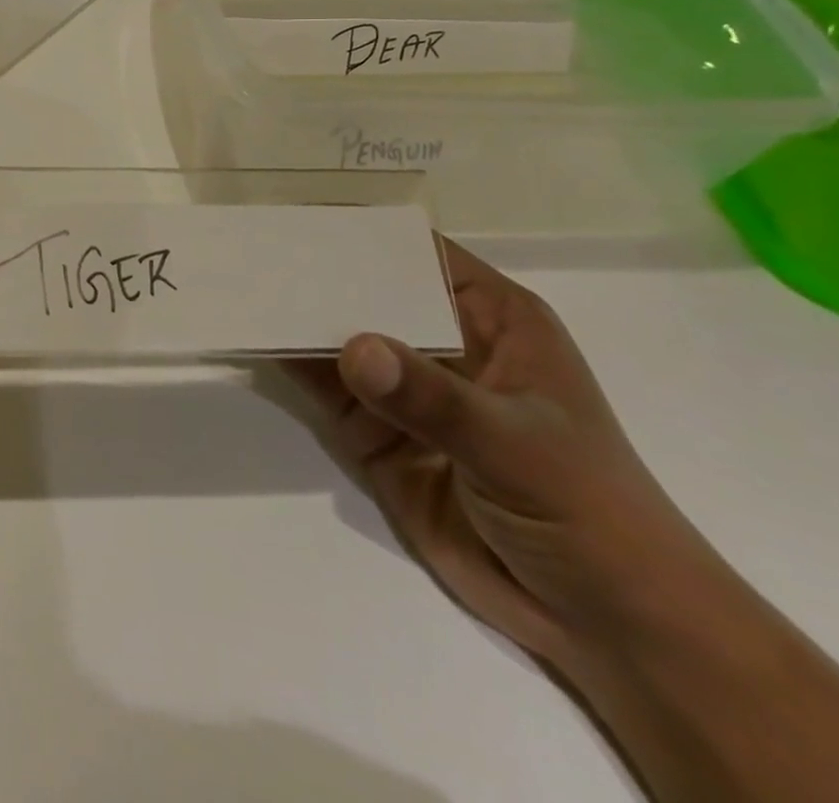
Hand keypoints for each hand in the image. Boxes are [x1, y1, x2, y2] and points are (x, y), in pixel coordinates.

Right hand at [290, 239, 718, 673]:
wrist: (602, 626)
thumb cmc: (590, 514)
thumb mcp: (518, 447)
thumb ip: (433, 399)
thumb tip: (352, 348)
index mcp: (490, 318)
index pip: (417, 253)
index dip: (362, 230)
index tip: (296, 212)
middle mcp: (439, 340)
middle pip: (365, 289)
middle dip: (312, 271)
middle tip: (249, 248)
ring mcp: (402, 386)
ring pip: (335, 333)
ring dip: (291, 313)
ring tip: (237, 284)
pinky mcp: (372, 428)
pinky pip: (320, 382)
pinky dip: (285, 360)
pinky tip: (248, 336)